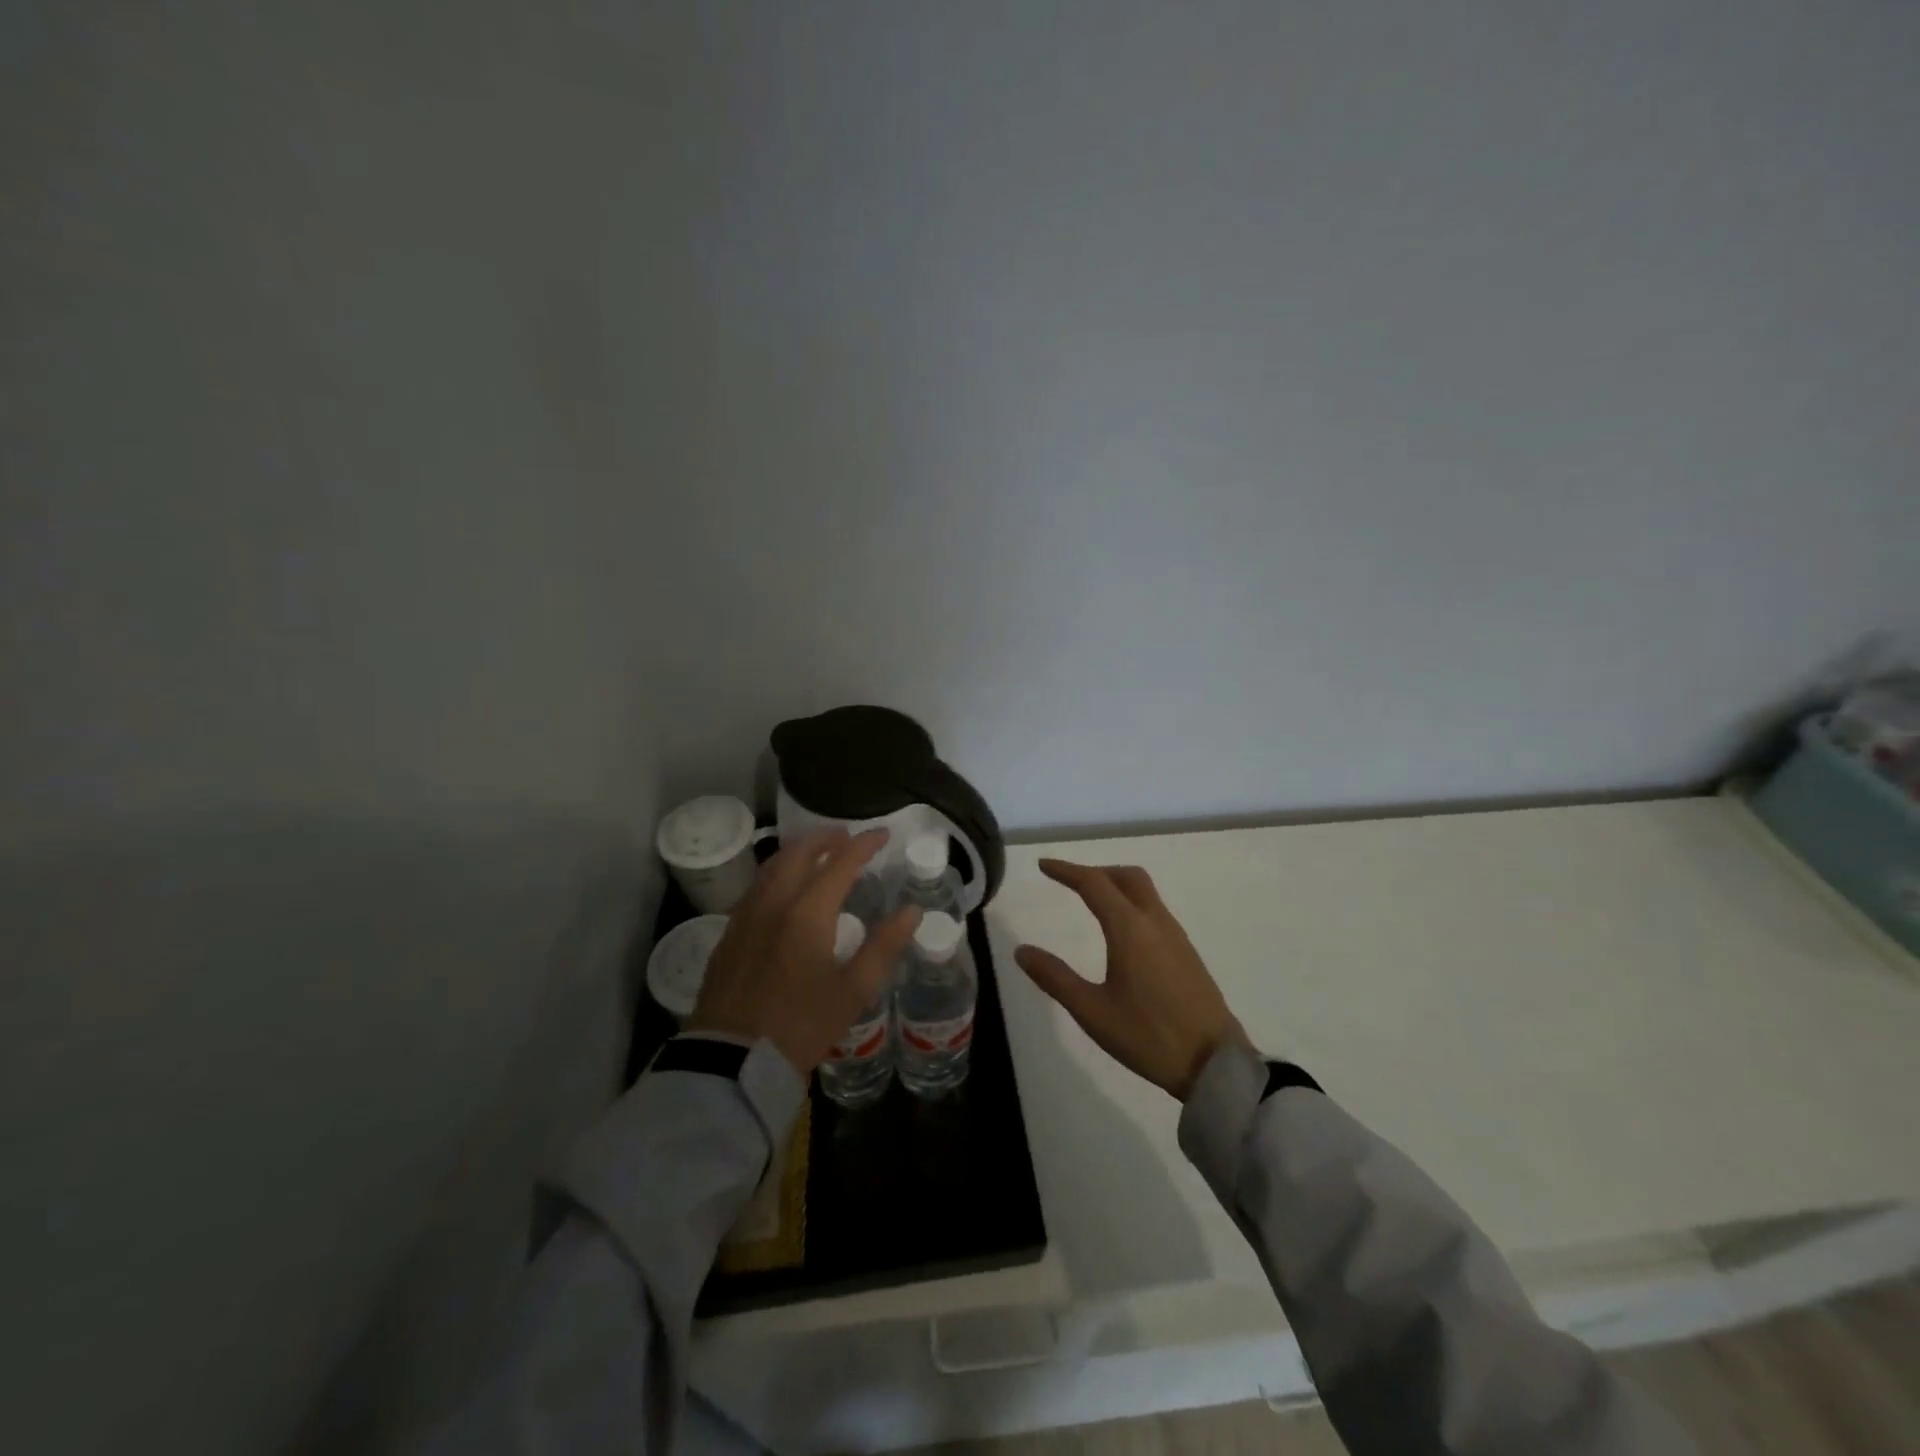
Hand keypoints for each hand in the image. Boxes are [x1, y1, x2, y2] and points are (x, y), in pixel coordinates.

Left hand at [687, 829, 922, 1077]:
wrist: (733, 1060)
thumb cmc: (801, 1026)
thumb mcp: (853, 992)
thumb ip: (884, 946)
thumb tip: (911, 911)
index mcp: (808, 913)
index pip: (840, 863)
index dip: (864, 845)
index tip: (883, 834)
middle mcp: (774, 903)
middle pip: (799, 853)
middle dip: (825, 838)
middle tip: (847, 837)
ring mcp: (746, 916)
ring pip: (772, 866)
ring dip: (798, 851)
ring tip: (817, 852)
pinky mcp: (729, 933)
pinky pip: (756, 886)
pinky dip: (776, 872)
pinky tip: (784, 887)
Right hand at [1015, 859, 1246, 1100]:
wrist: (1215, 1064)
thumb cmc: (1148, 1036)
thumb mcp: (1092, 1012)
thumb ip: (1055, 978)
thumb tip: (1022, 951)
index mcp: (1130, 929)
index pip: (1093, 884)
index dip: (1066, 870)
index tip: (1044, 865)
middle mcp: (1155, 922)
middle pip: (1126, 877)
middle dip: (1096, 871)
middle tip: (1070, 881)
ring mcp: (1176, 936)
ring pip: (1145, 892)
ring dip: (1116, 886)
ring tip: (1093, 903)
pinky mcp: (1187, 953)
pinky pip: (1156, 911)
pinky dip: (1132, 904)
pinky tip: (1123, 933)